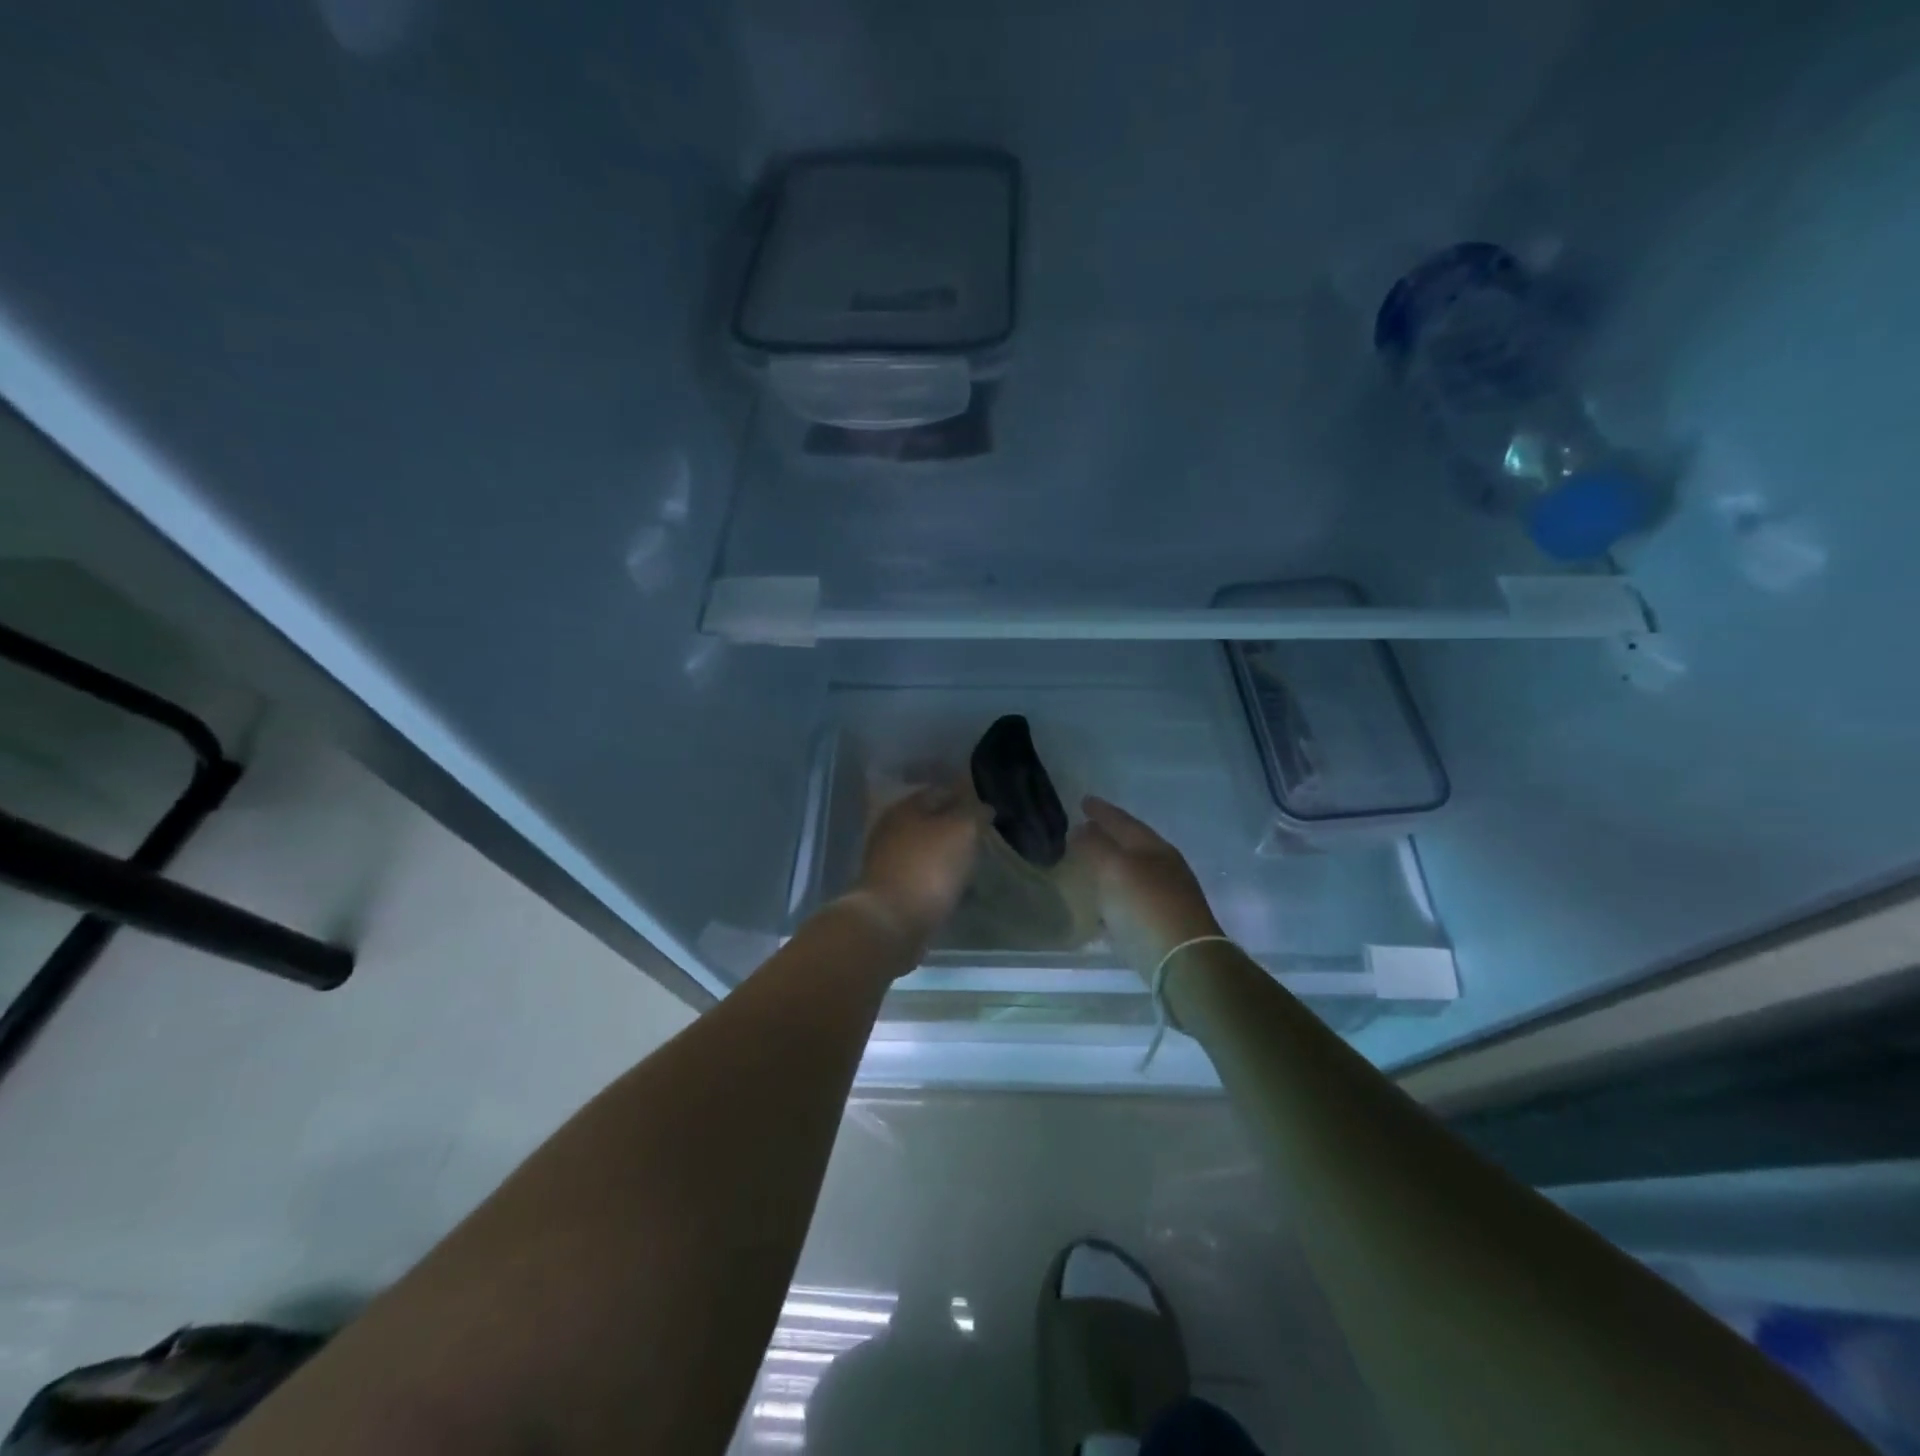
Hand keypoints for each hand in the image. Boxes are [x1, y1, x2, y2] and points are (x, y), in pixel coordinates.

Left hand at [849, 782, 985, 958]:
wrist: (890, 922)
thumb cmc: (928, 868)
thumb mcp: (962, 831)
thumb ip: (975, 813)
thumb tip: (983, 807)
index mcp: (906, 807)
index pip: (942, 791)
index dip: (967, 796)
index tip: (989, 809)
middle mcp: (892, 828)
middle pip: (931, 820)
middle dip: (957, 826)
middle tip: (984, 835)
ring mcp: (887, 860)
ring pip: (926, 848)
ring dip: (948, 853)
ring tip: (974, 862)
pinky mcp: (890, 889)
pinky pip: (922, 874)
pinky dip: (939, 876)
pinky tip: (956, 886)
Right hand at [1071, 796, 1223, 980]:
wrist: (1186, 965)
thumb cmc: (1147, 908)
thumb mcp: (1114, 869)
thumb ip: (1095, 846)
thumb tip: (1080, 830)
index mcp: (1155, 849)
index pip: (1124, 821)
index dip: (1102, 810)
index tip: (1082, 801)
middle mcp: (1165, 869)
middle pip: (1130, 846)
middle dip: (1107, 837)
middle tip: (1081, 831)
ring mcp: (1167, 899)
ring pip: (1131, 875)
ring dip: (1109, 869)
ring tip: (1085, 868)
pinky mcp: (1162, 928)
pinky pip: (1131, 904)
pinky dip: (1113, 899)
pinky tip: (1099, 908)